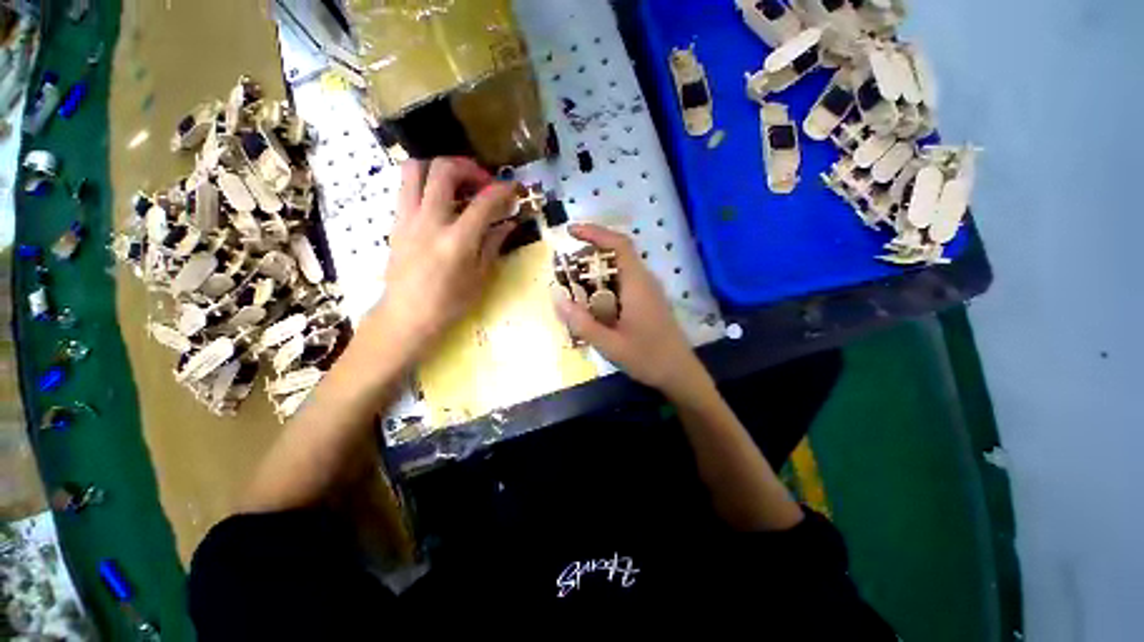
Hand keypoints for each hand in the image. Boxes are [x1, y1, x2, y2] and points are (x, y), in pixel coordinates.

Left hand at [368, 157, 516, 353]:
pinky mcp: (396, 222)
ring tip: (457, 183)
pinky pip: (407, 187)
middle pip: (444, 170)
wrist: (406, 315)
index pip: (484, 202)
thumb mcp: (480, 278)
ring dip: (441, 167)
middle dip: (469, 168)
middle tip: (483, 182)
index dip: (503, 191)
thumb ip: (494, 245)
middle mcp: (430, 221)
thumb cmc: (449, 303)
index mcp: (457, 241)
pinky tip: (440, 201)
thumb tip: (509, 224)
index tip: (514, 189)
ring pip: (416, 169)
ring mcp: (408, 219)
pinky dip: (425, 183)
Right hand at [553, 223, 708, 397]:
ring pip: (621, 268)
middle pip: (618, 253)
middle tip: (567, 265)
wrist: (679, 373)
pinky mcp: (648, 301)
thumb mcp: (609, 344)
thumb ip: (582, 322)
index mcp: (638, 284)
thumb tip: (556, 298)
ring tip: (575, 282)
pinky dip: (605, 282)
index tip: (571, 231)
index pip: (619, 245)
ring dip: (597, 268)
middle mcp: (645, 281)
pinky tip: (594, 301)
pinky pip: (624, 281)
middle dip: (591, 251)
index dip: (595, 232)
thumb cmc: (647, 358)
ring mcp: (648, 291)